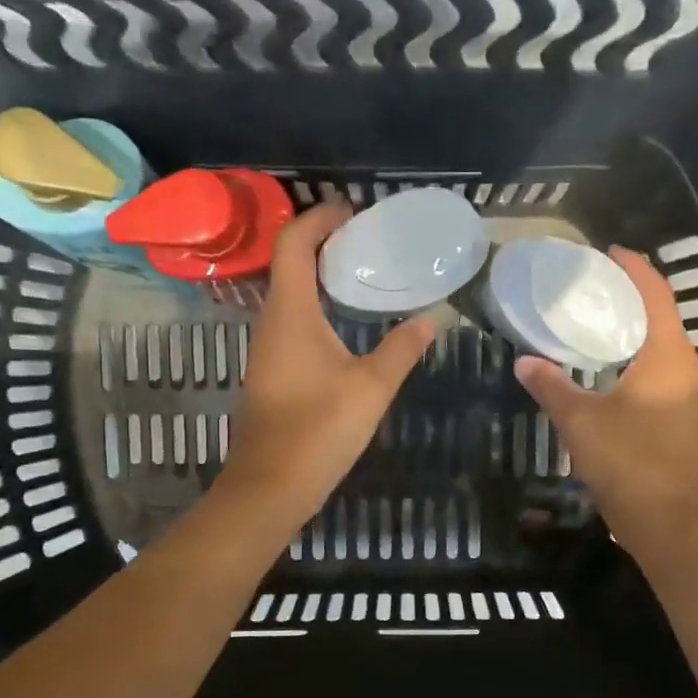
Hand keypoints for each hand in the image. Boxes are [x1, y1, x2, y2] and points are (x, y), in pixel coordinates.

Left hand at [213, 203, 434, 538]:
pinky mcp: (272, 372)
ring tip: (362, 274)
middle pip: (289, 264)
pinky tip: (346, 324)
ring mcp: (267, 348)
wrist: (271, 486)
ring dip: (320, 277)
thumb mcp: (371, 387)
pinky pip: (292, 322)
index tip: (351, 211)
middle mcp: (271, 322)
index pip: (293, 244)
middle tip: (366, 241)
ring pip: (290, 295)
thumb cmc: (319, 430)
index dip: (318, 219)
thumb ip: (401, 350)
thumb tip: (429, 321)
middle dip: (323, 243)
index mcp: (290, 313)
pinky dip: (317, 307)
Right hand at [514, 247, 697, 563]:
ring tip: (588, 323)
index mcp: (668, 357)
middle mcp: (683, 370)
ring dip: (627, 333)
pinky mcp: (675, 422)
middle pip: (659, 318)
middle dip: (627, 299)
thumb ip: (551, 387)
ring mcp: (682, 399)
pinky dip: (628, 361)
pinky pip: (652, 375)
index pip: (656, 295)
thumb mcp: (581, 421)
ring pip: (656, 349)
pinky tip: (598, 372)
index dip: (635, 269)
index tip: (608, 252)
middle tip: (587, 288)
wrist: (669, 524)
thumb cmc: (630, 463)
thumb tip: (524, 362)